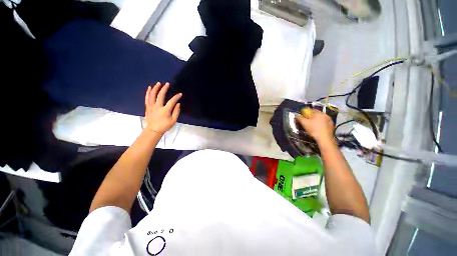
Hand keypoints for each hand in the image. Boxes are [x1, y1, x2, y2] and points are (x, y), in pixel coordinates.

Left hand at [144, 82, 181, 134]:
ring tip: (158, 83)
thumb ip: (176, 112)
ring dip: (155, 88)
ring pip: (152, 95)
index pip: (172, 101)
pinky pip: (147, 98)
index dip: (176, 97)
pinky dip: (148, 93)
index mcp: (165, 110)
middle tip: (167, 84)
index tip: (180, 94)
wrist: (153, 130)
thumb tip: (178, 104)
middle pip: (160, 95)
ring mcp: (151, 106)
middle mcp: (157, 107)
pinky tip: (150, 88)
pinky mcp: (147, 107)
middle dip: (164, 89)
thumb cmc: (164, 126)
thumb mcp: (173, 120)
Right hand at [296, 110, 334, 143]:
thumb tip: (296, 115)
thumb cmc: (314, 129)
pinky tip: (318, 130)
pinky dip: (321, 125)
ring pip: (321, 119)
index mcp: (318, 113)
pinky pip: (325, 123)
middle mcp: (325, 115)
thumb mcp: (304, 123)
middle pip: (316, 114)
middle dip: (311, 118)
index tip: (303, 118)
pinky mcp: (332, 125)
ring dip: (317, 121)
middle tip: (307, 123)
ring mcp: (330, 120)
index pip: (311, 110)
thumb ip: (299, 118)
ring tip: (313, 127)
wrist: (324, 138)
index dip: (306, 114)